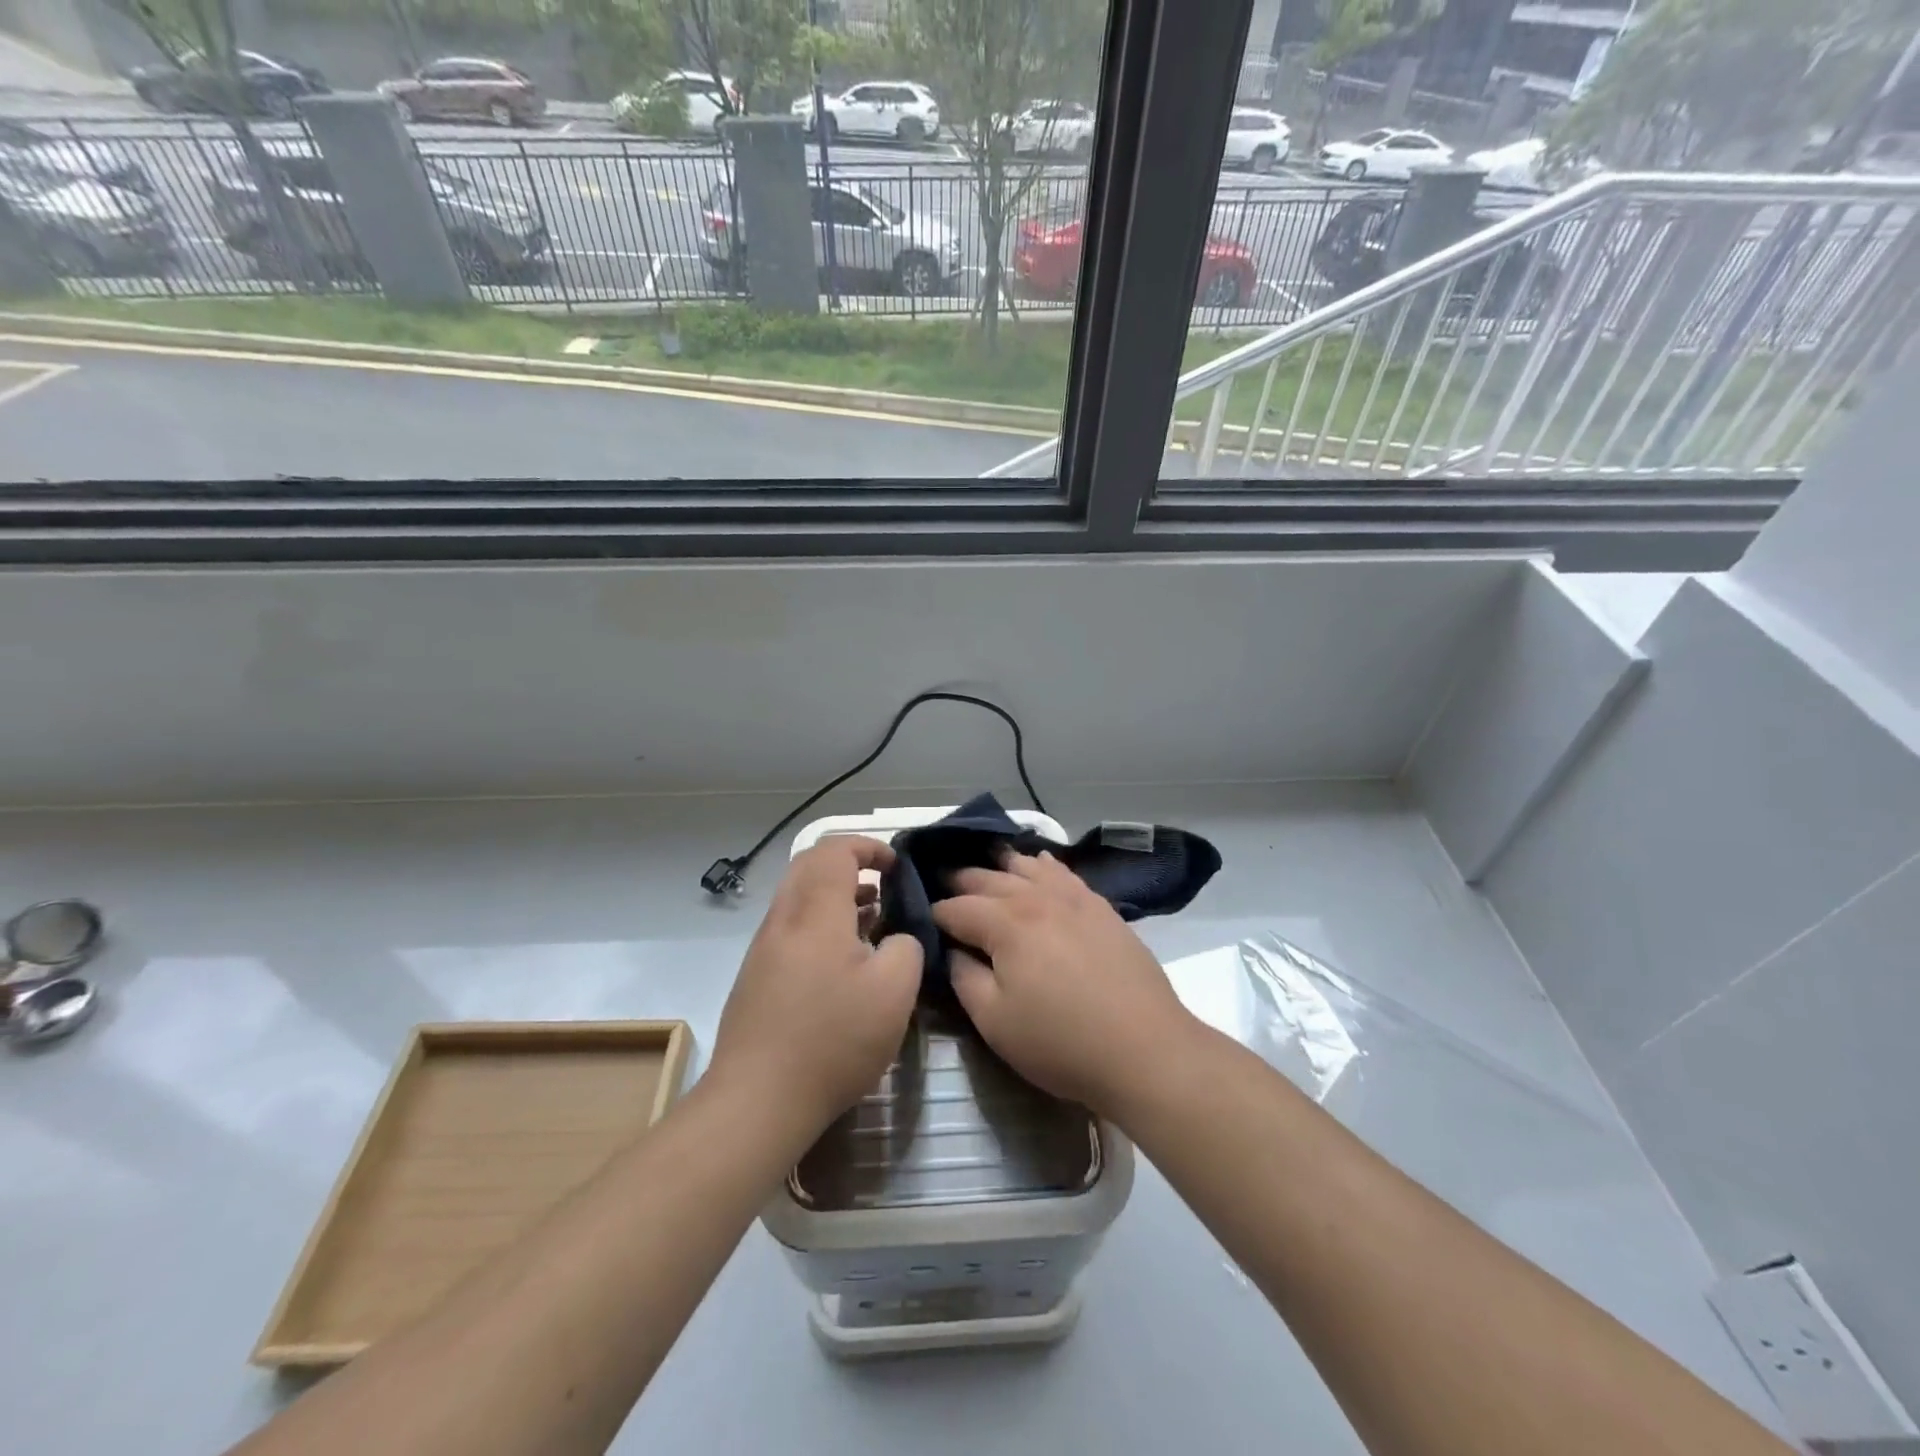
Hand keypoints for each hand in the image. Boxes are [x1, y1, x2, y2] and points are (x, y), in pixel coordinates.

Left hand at [710, 838, 923, 1134]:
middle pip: (810, 865)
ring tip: (872, 920)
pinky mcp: (756, 976)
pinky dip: (821, 923)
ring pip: (799, 897)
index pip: (835, 850)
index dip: (869, 847)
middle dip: (849, 864)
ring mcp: (764, 948)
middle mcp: (784, 918)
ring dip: (835, 896)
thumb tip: (895, 939)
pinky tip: (844, 961)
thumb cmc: (832, 1039)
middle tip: (883, 886)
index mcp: (816, 911)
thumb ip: (906, 947)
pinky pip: (792, 928)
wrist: (756, 1100)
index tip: (896, 866)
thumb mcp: (895, 991)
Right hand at [932, 850, 1194, 1118]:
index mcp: (1005, 923)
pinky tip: (1038, 862)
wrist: (1146, 1049)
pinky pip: (1064, 873)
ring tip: (983, 863)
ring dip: (1000, 865)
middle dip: (960, 881)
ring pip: (1027, 867)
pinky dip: (1044, 865)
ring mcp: (1073, 898)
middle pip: (988, 879)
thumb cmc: (1062, 1042)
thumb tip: (951, 950)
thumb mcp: (995, 1022)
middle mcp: (1037, 898)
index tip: (920, 919)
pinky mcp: (1101, 908)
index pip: (956, 907)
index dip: (934, 913)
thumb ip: (964, 978)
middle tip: (941, 884)